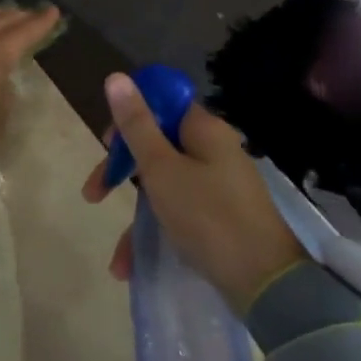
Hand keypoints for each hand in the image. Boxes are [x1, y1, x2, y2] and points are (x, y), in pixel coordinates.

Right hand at [83, 72, 307, 303]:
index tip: (107, 144)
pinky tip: (131, 266)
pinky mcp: (221, 218)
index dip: (129, 119)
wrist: (266, 284)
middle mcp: (214, 152)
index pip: (161, 105)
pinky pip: (178, 214)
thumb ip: (136, 125)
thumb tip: (116, 76)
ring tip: (115, 256)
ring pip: (163, 185)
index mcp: (204, 131)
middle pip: (157, 146)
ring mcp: (219, 186)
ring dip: (134, 214)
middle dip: (121, 171)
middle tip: (94, 193)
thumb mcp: (161, 168)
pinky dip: (154, 234)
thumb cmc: (207, 216)